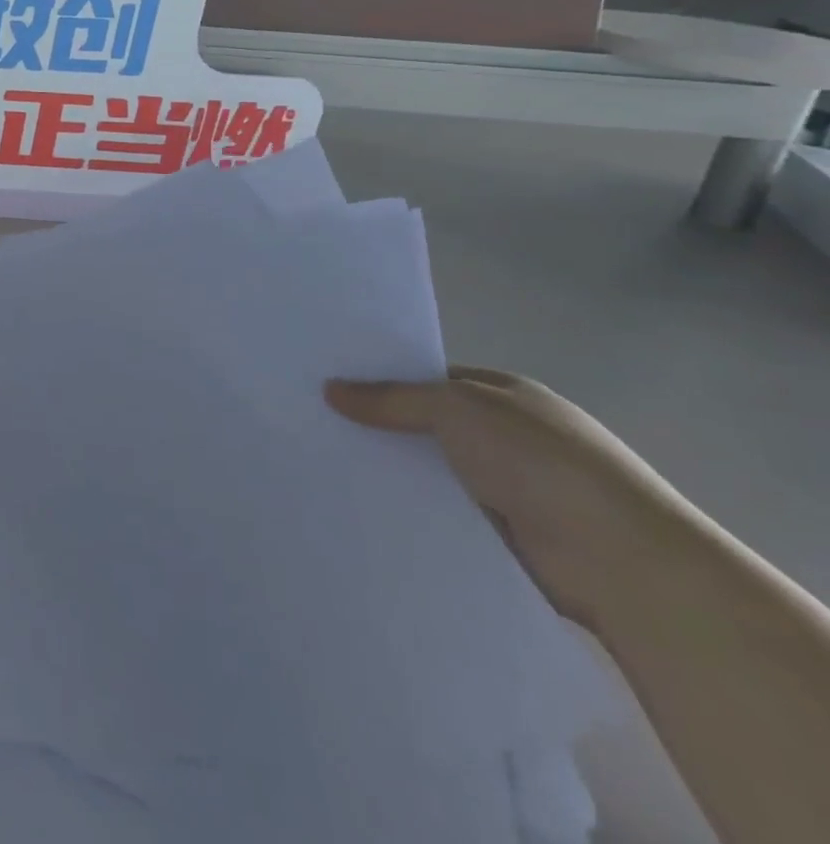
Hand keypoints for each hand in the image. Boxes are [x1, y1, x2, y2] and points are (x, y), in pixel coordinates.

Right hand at [325, 368, 685, 632]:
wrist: (624, 562)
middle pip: (430, 426)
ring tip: (328, 467)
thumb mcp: (455, 407)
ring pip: (434, 472)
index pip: (432, 379)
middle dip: (383, 427)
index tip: (331, 385)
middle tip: (317, 424)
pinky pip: (445, 513)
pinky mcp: (508, 537)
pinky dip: (414, 511)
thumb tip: (331, 389)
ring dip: (397, 473)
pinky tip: (367, 508)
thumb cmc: (541, 461)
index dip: (384, 380)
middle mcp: (512, 437)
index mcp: (509, 395)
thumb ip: (392, 398)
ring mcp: (514, 489)